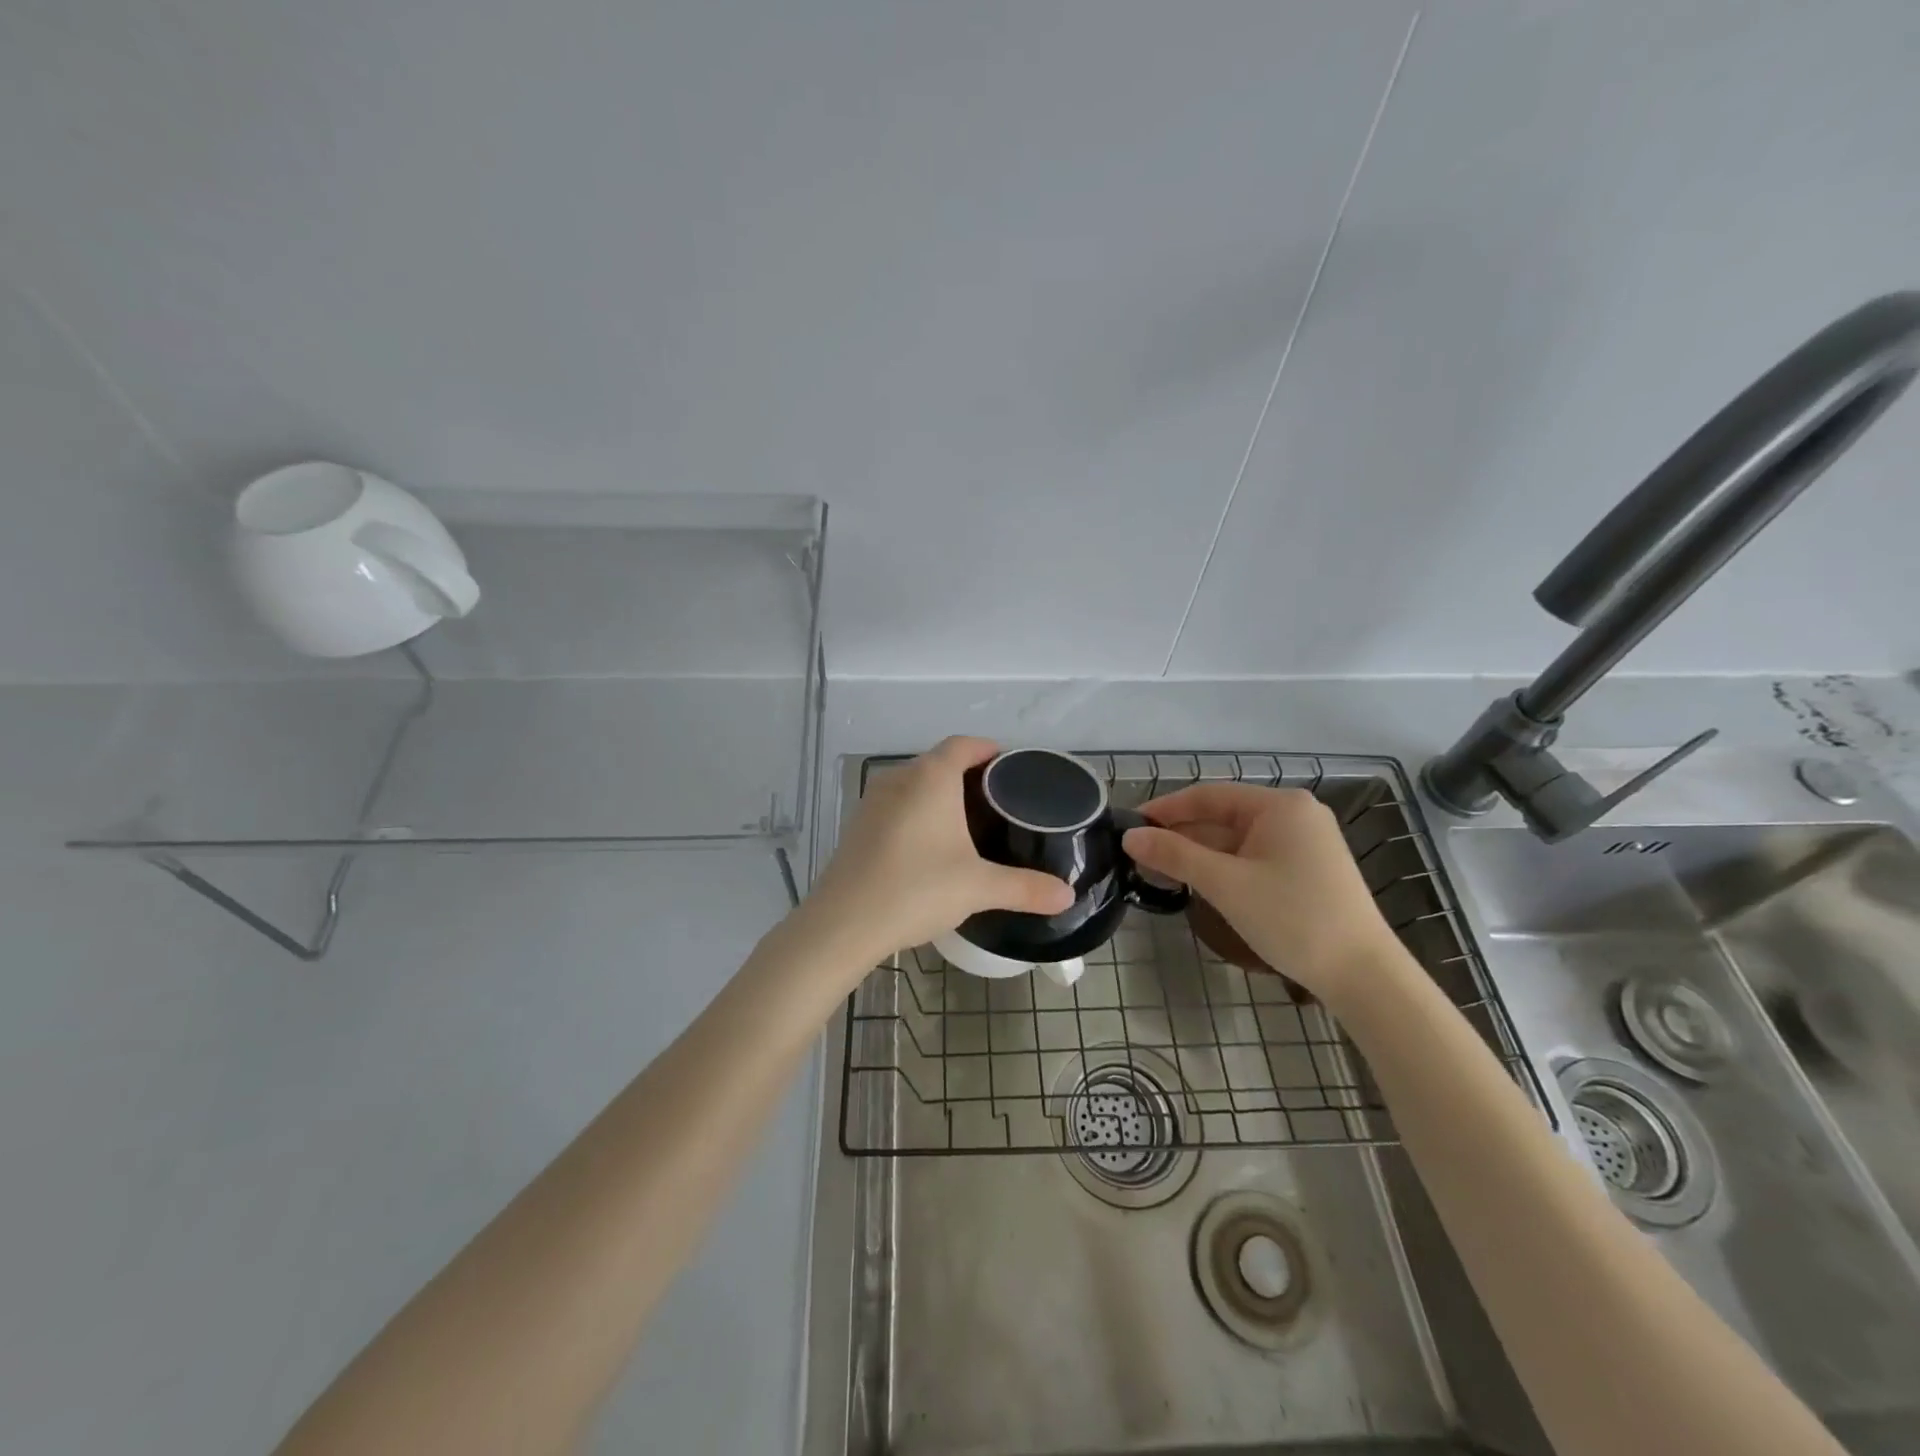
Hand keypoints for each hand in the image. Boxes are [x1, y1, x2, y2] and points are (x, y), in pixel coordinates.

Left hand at [797, 737, 1075, 969]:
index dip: (989, 750)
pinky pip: (896, 804)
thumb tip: (1067, 895)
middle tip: (998, 802)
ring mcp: (872, 801)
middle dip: (968, 774)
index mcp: (931, 777)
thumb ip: (1026, 888)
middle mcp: (899, 778)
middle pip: (939, 761)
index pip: (964, 744)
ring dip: (939, 794)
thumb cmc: (916, 890)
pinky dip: (916, 812)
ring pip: (914, 783)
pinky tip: (928, 845)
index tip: (1011, 769)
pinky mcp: (857, 825)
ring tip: (967, 823)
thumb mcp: (978, 887)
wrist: (842, 924)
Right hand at [1121, 784, 1400, 1007]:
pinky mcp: (1307, 870)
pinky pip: (1253, 857)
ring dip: (1199, 854)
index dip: (1165, 809)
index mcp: (1279, 805)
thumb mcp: (1226, 884)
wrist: (1363, 976)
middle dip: (1181, 835)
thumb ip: (1175, 855)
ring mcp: (1304, 843)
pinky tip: (1198, 883)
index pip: (1208, 795)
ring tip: (1159, 871)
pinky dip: (1223, 867)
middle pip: (1222, 816)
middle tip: (1139, 855)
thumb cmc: (1293, 918)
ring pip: (1236, 839)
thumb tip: (1130, 837)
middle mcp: (1295, 815)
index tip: (1130, 826)